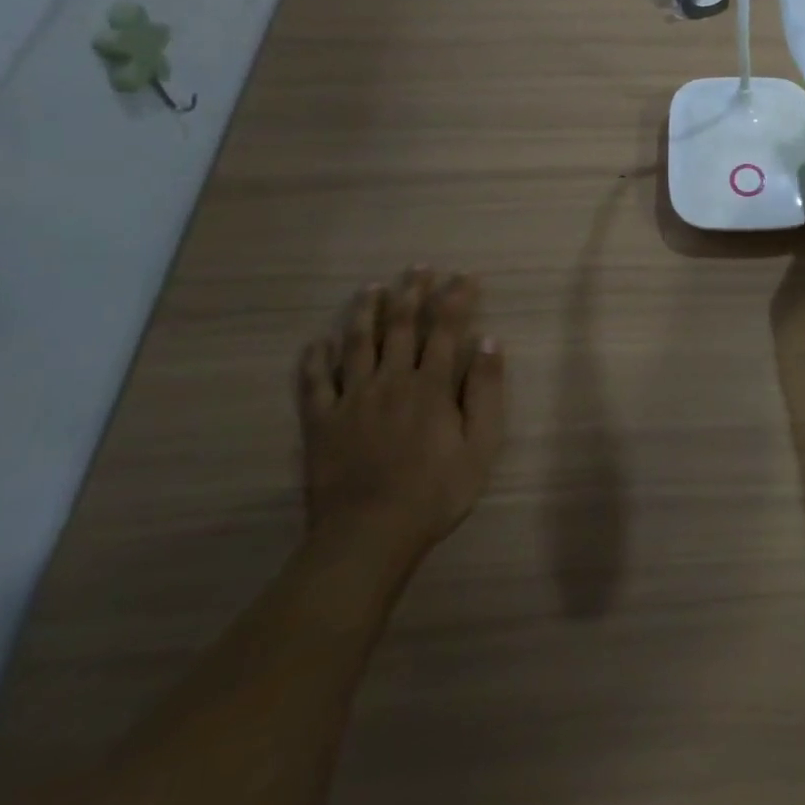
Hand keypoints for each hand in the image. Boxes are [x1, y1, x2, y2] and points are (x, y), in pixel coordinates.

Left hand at [296, 269, 506, 565]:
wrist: (368, 536)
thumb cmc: (434, 493)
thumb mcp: (480, 446)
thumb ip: (487, 391)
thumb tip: (490, 342)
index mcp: (431, 386)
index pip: (446, 329)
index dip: (456, 298)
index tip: (465, 276)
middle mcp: (390, 381)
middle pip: (400, 326)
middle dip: (411, 293)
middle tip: (418, 268)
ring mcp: (351, 399)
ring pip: (356, 344)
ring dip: (365, 312)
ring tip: (372, 288)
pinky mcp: (320, 421)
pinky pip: (314, 382)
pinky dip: (315, 358)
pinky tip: (319, 342)